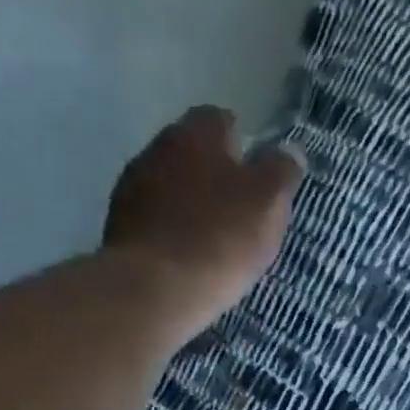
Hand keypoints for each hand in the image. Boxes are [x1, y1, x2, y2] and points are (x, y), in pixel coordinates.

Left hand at [103, 105, 304, 350]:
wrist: (155, 289)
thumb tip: (290, 152)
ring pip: (170, 187)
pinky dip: (171, 232)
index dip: (243, 147)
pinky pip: (154, 221)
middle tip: (240, 213)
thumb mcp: (269, 202)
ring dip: (189, 205)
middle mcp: (157, 147)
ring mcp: (131, 187)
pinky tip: (186, 258)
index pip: (222, 121)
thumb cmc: (220, 238)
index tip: (257, 179)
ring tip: (213, 241)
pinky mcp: (119, 227)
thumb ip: (282, 171)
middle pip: (192, 154)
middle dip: (214, 176)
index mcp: (195, 133)